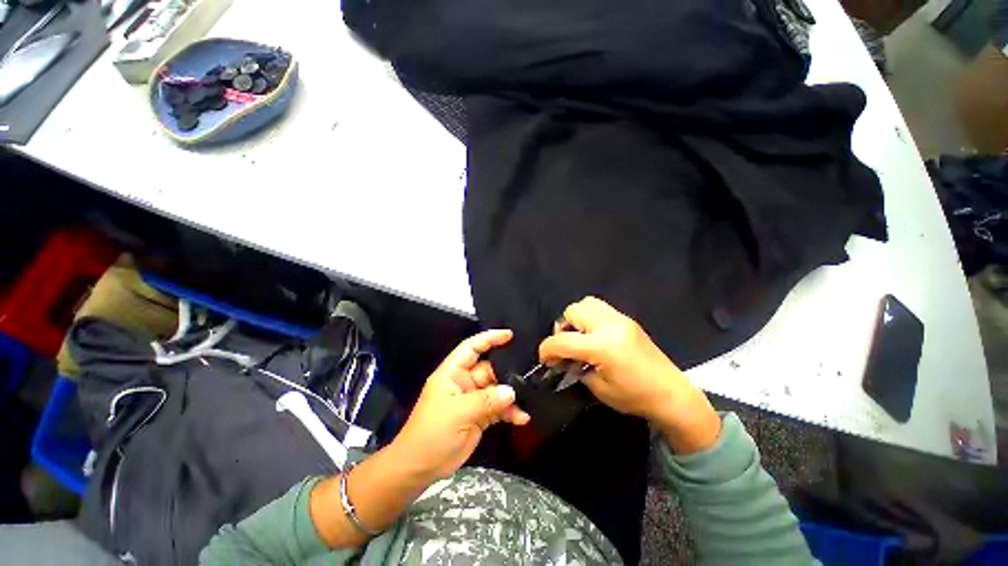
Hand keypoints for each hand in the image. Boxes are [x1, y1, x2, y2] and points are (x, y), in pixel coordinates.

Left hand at [392, 329, 530, 481]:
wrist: (420, 468)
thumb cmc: (432, 433)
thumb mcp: (458, 413)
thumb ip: (486, 400)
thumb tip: (511, 391)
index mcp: (453, 373)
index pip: (472, 347)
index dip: (489, 338)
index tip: (509, 335)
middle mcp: (464, 382)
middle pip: (489, 368)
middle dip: (507, 371)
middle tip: (528, 372)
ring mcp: (473, 399)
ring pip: (497, 389)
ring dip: (511, 395)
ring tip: (526, 400)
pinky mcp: (480, 415)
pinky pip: (499, 407)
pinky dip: (510, 411)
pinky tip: (521, 418)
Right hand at [538, 297, 720, 453]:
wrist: (672, 394)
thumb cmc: (634, 397)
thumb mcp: (598, 388)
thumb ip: (576, 367)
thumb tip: (564, 359)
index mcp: (601, 346)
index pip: (562, 340)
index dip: (546, 349)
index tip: (544, 360)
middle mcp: (609, 325)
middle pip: (572, 311)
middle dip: (562, 328)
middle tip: (567, 347)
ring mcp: (620, 318)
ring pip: (586, 303)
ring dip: (576, 319)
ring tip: (580, 338)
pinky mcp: (627, 319)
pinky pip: (600, 308)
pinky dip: (589, 318)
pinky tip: (594, 336)